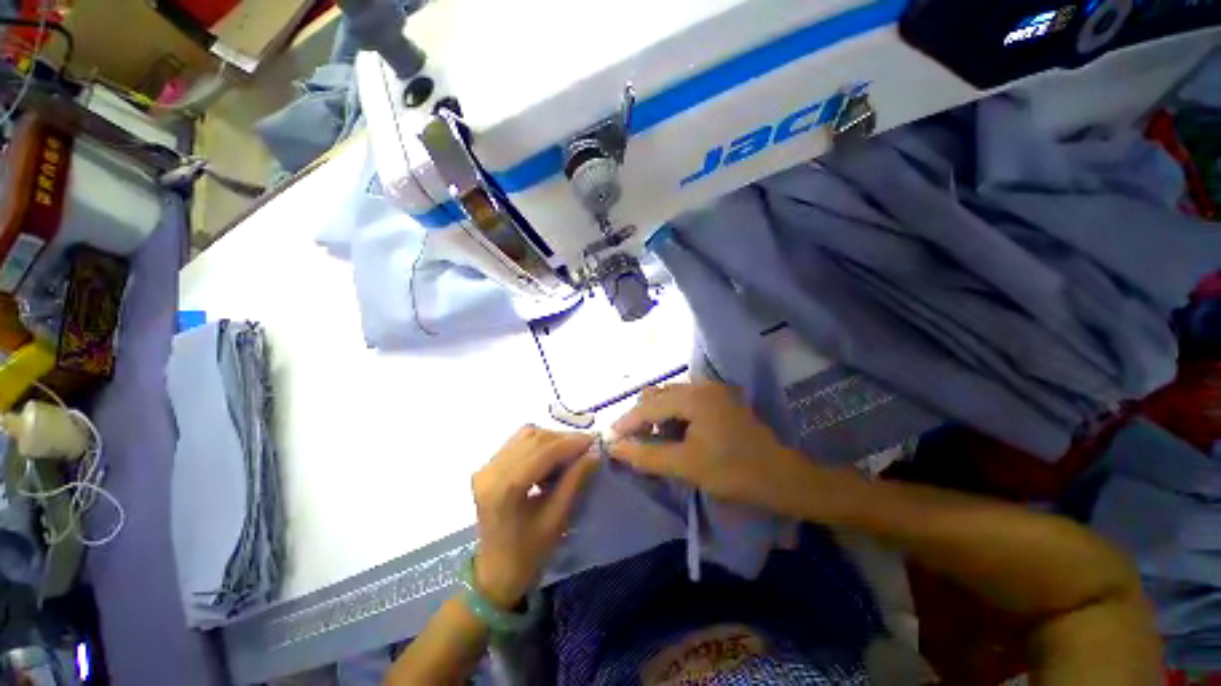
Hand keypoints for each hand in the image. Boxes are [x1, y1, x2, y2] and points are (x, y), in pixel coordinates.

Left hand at [472, 426, 597, 609]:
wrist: (495, 574)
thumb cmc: (528, 554)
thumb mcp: (556, 520)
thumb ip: (575, 481)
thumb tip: (595, 452)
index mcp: (504, 489)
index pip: (543, 451)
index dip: (571, 443)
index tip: (595, 442)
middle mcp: (490, 471)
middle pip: (533, 438)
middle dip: (563, 439)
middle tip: (586, 448)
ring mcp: (486, 467)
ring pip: (526, 435)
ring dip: (552, 440)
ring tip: (570, 454)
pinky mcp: (488, 467)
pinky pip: (518, 442)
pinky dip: (540, 444)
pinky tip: (552, 458)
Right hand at [609, 382, 807, 510]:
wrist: (783, 477)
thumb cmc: (734, 472)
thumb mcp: (686, 465)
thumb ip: (647, 454)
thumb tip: (615, 446)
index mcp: (694, 396)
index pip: (649, 405)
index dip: (627, 422)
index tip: (610, 438)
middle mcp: (702, 386)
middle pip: (659, 396)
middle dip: (642, 418)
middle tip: (632, 442)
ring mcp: (713, 391)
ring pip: (672, 398)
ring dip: (658, 417)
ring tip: (652, 441)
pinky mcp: (720, 400)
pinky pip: (686, 403)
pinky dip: (674, 417)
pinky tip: (674, 435)